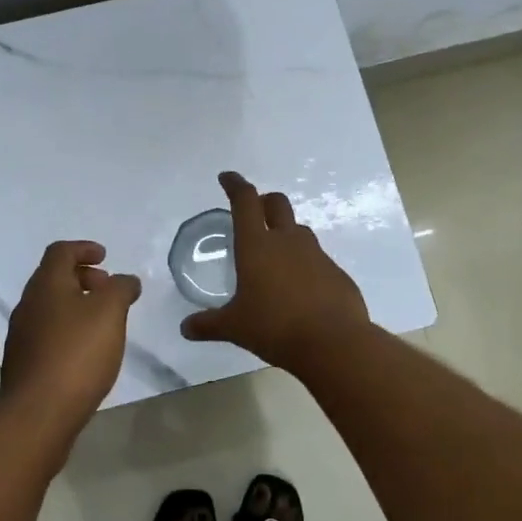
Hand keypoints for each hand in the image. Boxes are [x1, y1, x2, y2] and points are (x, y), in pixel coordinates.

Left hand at [0, 241, 140, 430]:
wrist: (38, 413)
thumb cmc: (77, 353)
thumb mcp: (110, 312)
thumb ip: (121, 289)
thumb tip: (126, 280)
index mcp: (46, 284)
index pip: (60, 251)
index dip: (84, 248)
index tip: (105, 257)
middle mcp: (29, 304)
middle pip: (54, 278)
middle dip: (83, 278)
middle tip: (108, 289)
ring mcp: (22, 335)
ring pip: (51, 307)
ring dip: (76, 305)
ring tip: (103, 322)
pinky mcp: (25, 363)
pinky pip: (48, 333)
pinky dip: (69, 330)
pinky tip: (87, 351)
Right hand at [180, 171, 369, 368]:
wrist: (334, 343)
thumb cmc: (275, 327)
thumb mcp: (235, 328)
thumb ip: (208, 324)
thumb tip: (185, 328)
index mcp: (257, 245)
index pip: (245, 201)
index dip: (235, 184)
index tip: (227, 177)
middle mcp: (288, 241)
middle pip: (277, 203)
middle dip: (264, 201)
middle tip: (253, 212)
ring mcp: (316, 255)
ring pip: (299, 230)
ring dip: (285, 233)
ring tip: (275, 255)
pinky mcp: (336, 273)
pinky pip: (317, 259)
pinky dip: (305, 265)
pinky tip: (300, 289)